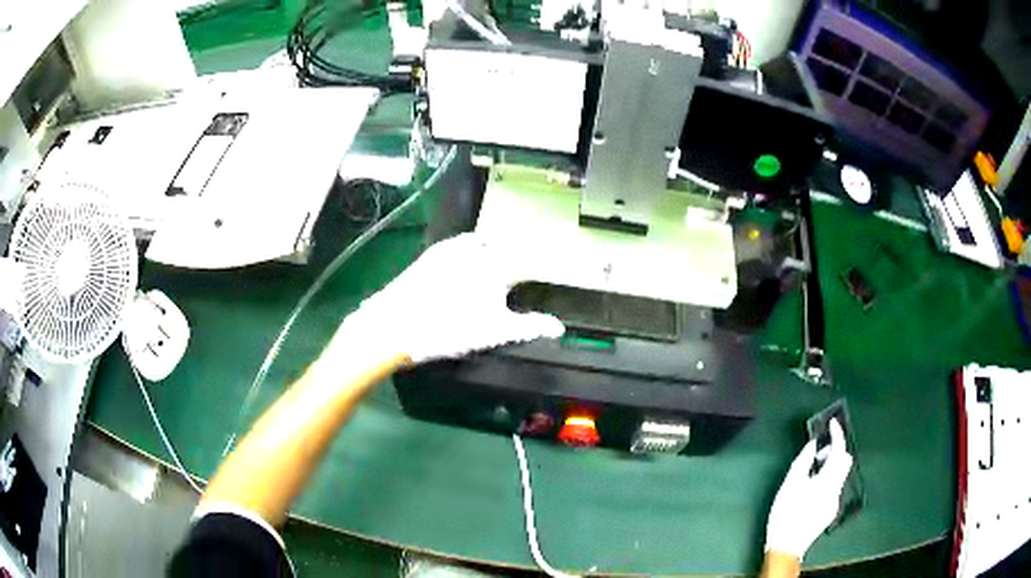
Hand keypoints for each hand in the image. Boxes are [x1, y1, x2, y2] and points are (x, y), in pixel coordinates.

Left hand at [338, 233, 564, 363]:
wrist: (394, 325)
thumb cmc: (448, 329)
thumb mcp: (494, 333)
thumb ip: (528, 327)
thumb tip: (557, 327)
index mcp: (496, 265)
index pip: (529, 259)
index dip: (546, 262)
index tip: (557, 264)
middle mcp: (475, 250)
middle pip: (505, 245)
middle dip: (518, 252)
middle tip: (525, 266)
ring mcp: (449, 250)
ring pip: (480, 242)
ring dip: (492, 248)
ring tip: (497, 262)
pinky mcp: (429, 256)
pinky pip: (457, 246)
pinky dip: (468, 251)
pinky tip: (463, 266)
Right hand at [765, 418, 853, 560]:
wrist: (786, 546)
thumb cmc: (785, 514)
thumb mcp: (789, 485)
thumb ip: (803, 461)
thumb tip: (813, 445)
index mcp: (827, 482)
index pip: (840, 451)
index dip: (837, 435)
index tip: (833, 423)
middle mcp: (836, 490)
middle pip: (845, 462)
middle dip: (835, 452)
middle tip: (818, 453)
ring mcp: (836, 501)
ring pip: (839, 475)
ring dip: (830, 467)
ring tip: (810, 473)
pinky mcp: (831, 510)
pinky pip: (834, 486)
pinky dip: (827, 480)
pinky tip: (811, 490)